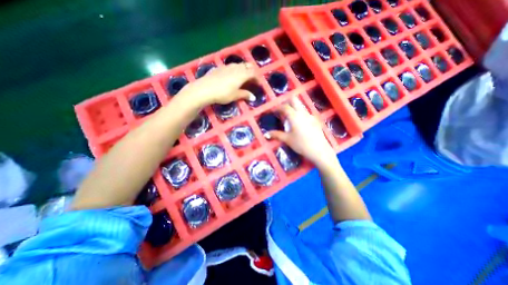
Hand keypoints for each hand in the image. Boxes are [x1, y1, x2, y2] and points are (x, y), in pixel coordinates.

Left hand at [179, 63, 257, 106]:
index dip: (257, 78)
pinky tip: (232, 76)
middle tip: (252, 79)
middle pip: (247, 66)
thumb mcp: (235, 95)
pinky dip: (236, 69)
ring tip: (244, 77)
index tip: (259, 84)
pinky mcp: (220, 67)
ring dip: (244, 69)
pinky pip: (232, 66)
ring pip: (239, 64)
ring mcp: (227, 66)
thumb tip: (253, 97)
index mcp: (242, 74)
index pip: (253, 73)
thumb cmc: (222, 93)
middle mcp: (236, 68)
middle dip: (252, 71)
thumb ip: (245, 95)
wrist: (205, 89)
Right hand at [267, 96, 335, 166]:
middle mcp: (303, 113)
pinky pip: (305, 112)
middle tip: (281, 109)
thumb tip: (266, 134)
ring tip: (288, 116)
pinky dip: (299, 113)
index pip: (284, 107)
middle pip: (294, 100)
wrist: (319, 151)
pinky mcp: (315, 120)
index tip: (273, 110)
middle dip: (287, 102)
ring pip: (300, 106)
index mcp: (294, 116)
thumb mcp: (287, 139)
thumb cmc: (301, 144)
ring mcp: (310, 115)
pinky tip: (298, 122)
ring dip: (293, 107)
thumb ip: (276, 135)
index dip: (277, 107)